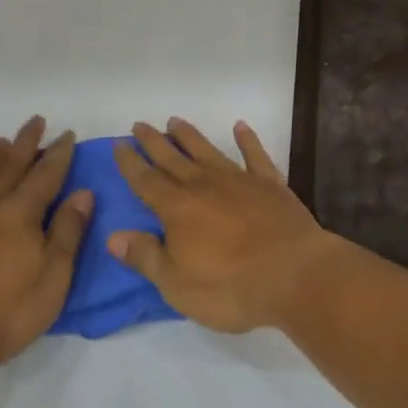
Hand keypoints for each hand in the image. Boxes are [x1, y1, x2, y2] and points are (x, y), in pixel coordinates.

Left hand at [0, 118, 92, 368]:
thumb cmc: (12, 311)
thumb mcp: (55, 274)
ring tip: (2, 142)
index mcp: (20, 212)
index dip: (59, 153)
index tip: (68, 134)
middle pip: (10, 165)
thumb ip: (68, 230)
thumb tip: (82, 192)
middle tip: (36, 121)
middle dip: (26, 142)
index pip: (45, 173)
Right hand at [109, 119, 338, 333]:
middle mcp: (205, 185)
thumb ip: (146, 256)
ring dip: (189, 136)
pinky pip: (255, 155)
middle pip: (173, 159)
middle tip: (139, 124)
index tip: (119, 144)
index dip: (131, 163)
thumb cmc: (230, 287)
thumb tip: (113, 236)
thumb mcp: (177, 284)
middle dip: (153, 142)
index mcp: (178, 209)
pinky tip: (240, 127)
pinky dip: (247, 140)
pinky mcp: (270, 184)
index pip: (146, 181)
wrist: (294, 273)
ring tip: (175, 121)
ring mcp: (239, 180)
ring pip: (207, 151)